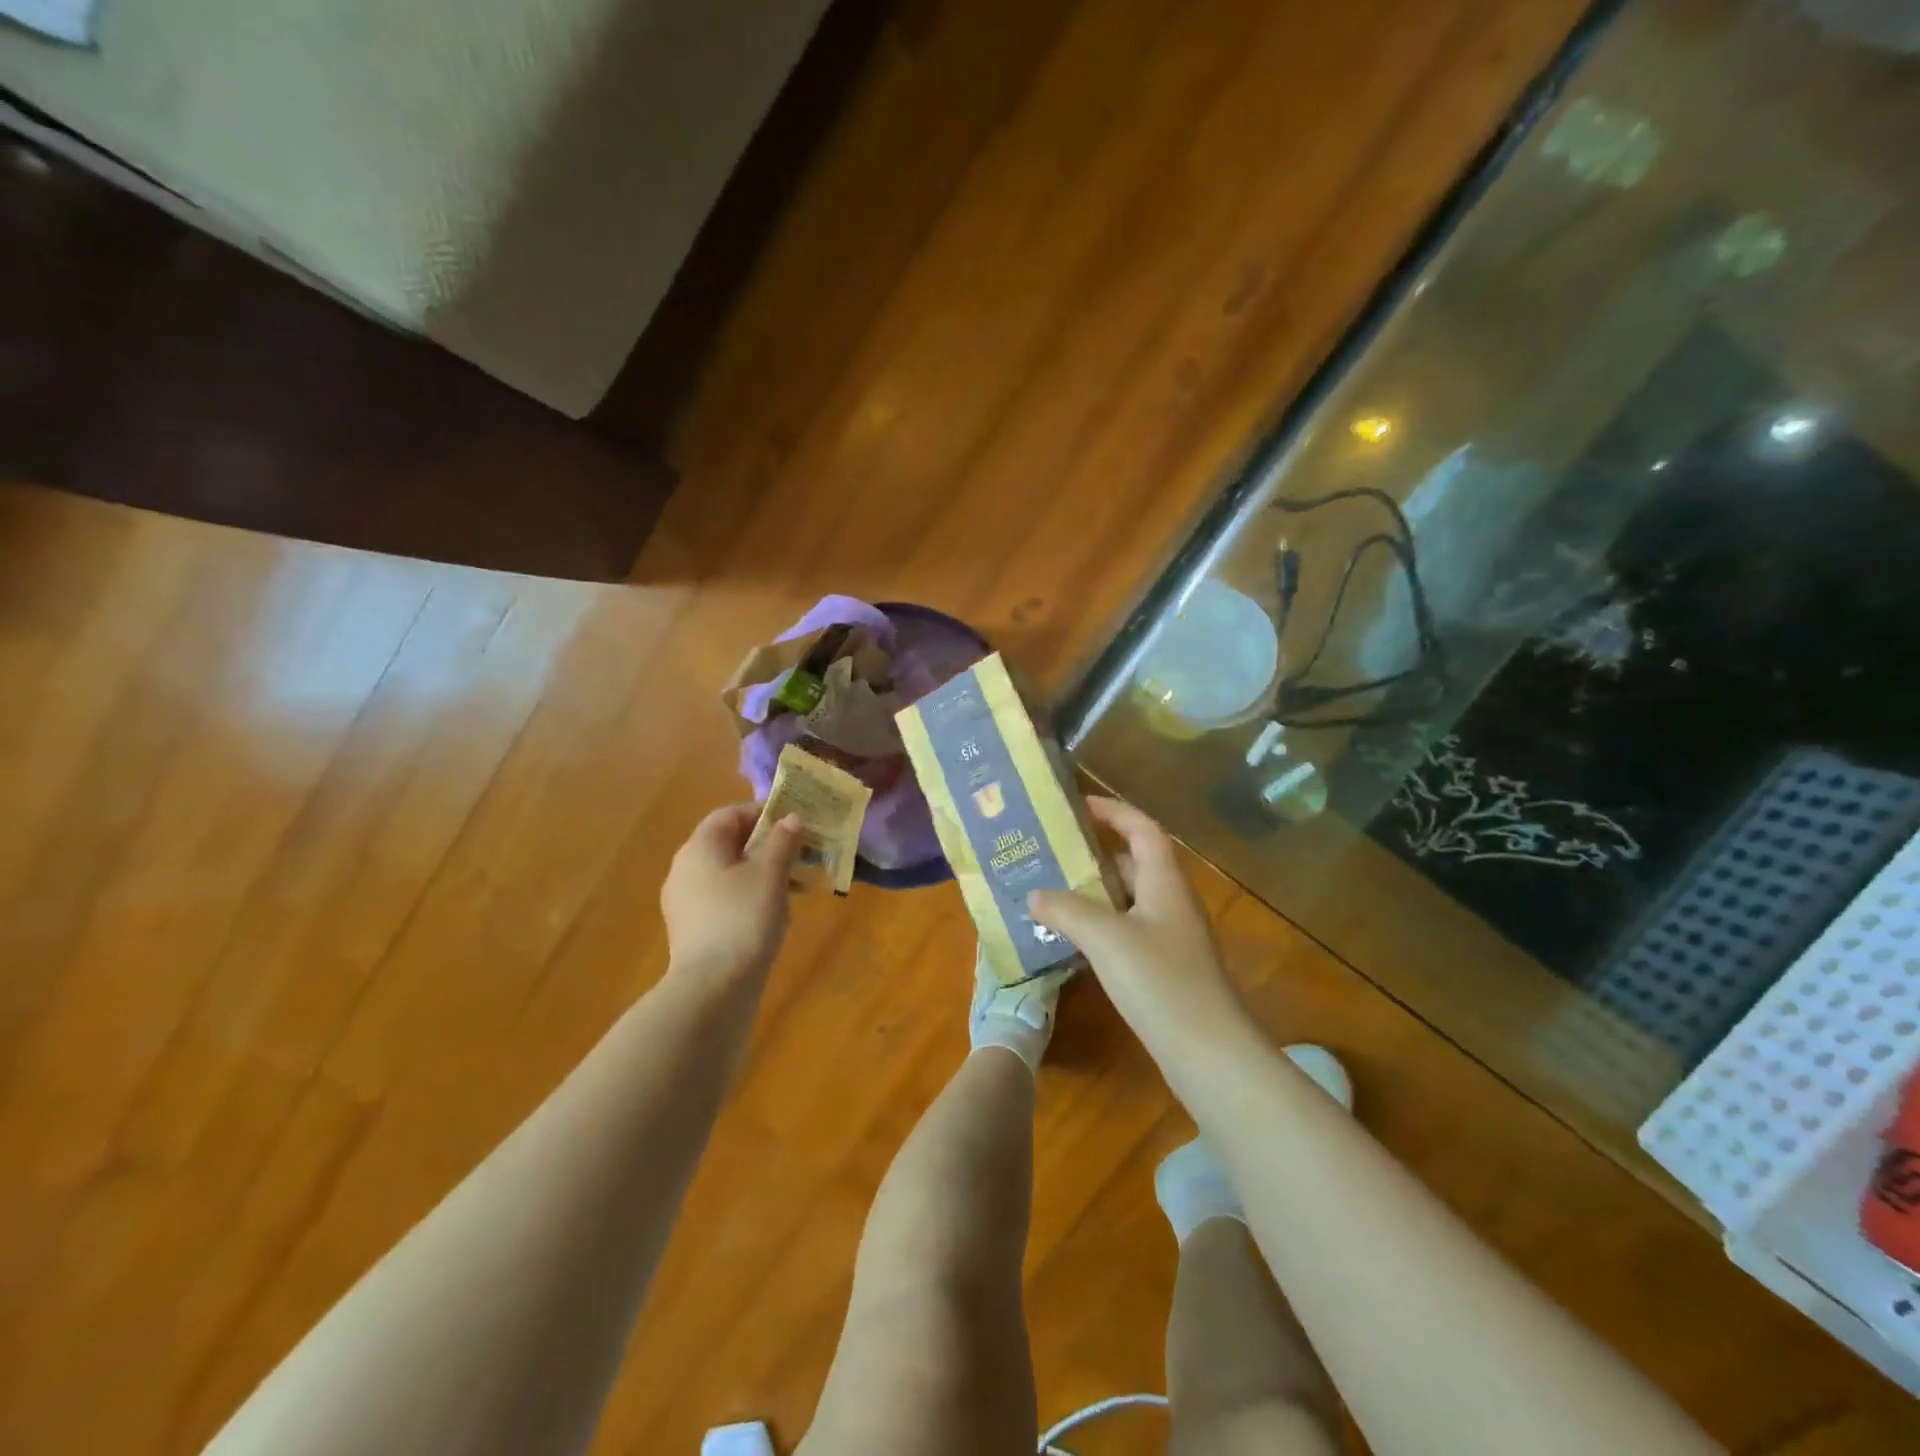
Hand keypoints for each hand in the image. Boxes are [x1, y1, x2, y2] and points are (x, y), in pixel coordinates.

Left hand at [661, 804, 804, 987]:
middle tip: (800, 852)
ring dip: (760, 871)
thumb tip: (791, 818)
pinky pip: (723, 898)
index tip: (795, 821)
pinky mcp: (692, 928)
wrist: (713, 988)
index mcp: (700, 847)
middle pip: (728, 843)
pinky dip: (748, 895)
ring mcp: (685, 901)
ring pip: (727, 872)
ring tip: (794, 883)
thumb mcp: (771, 874)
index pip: (730, 814)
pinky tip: (773, 911)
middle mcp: (685, 868)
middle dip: (766, 844)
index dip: (763, 812)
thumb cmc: (744, 919)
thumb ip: (783, 841)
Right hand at [1028, 797, 1252, 1058]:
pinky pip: (1126, 931)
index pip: (1141, 828)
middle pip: (1131, 862)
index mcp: (1164, 881)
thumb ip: (1066, 909)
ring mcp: (1169, 936)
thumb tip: (1033, 894)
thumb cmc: (1160, 981)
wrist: (1209, 1053)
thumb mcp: (1106, 938)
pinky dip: (1098, 927)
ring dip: (1091, 894)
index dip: (1112, 810)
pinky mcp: (1164, 967)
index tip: (1075, 806)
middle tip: (1048, 854)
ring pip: (1126, 900)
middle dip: (1091, 855)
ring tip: (1047, 893)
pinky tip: (1068, 940)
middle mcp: (1170, 901)